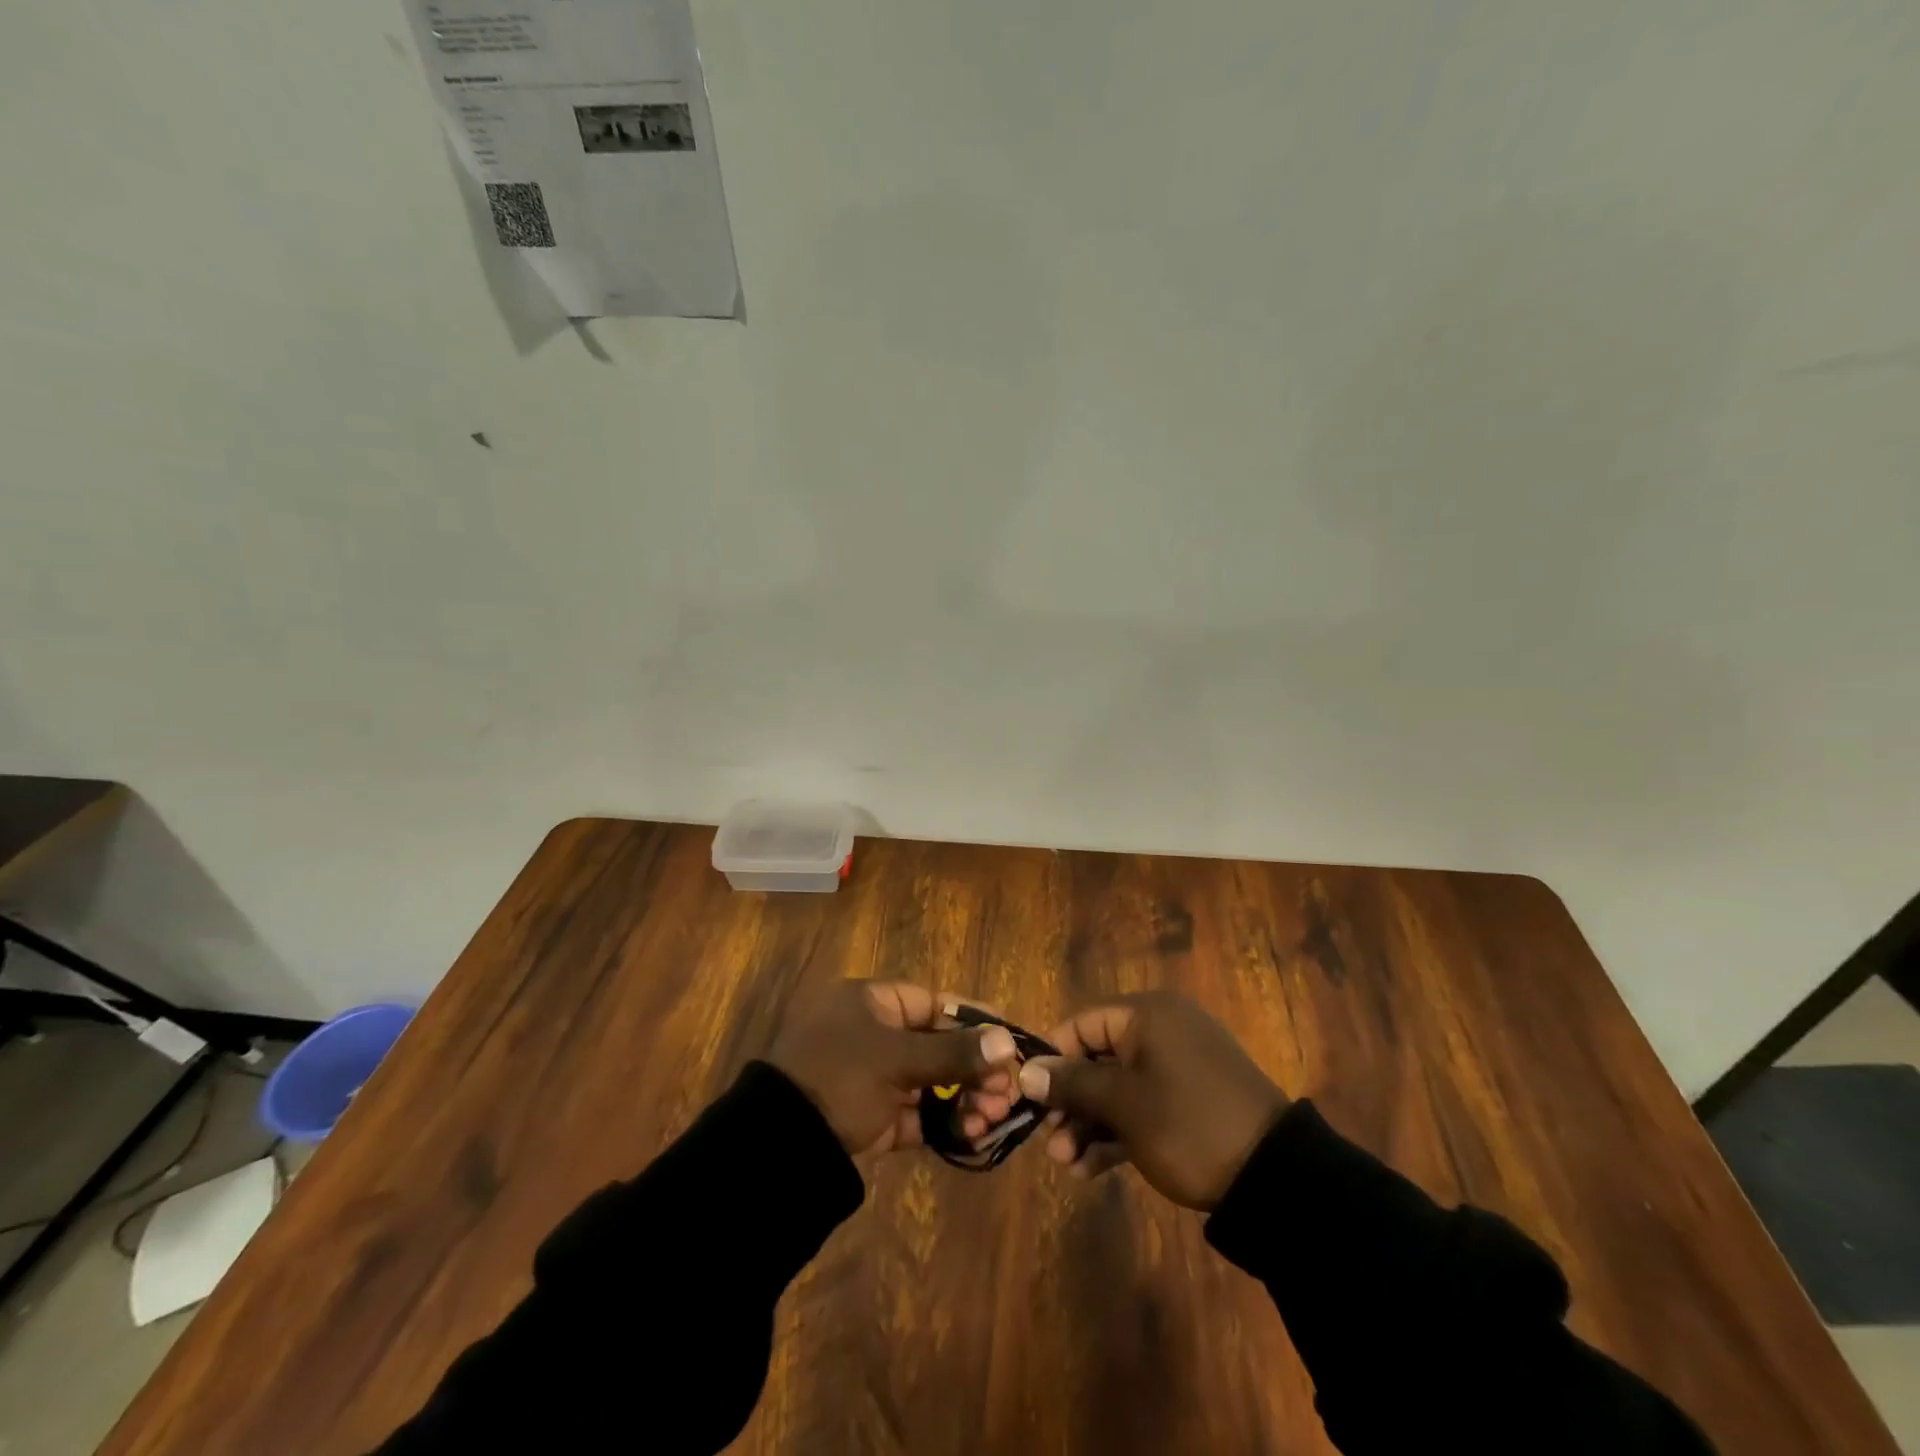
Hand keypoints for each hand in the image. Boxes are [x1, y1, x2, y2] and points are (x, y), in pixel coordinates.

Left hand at [768, 980, 1020, 1155]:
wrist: (781, 1145)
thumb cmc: (840, 1077)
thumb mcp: (897, 1059)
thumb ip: (953, 1052)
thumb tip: (1007, 1041)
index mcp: (871, 1003)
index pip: (933, 1003)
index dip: (972, 1020)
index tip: (1009, 1038)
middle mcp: (872, 1034)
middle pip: (935, 1045)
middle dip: (974, 1068)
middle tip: (1005, 1092)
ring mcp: (871, 1077)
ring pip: (929, 1082)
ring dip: (963, 1098)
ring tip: (992, 1117)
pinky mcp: (871, 1117)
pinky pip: (916, 1114)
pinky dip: (943, 1123)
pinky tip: (974, 1135)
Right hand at [1018, 990, 1288, 1209]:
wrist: (1274, 1177)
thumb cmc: (1188, 1124)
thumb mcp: (1124, 1105)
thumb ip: (1072, 1084)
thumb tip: (1025, 1071)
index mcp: (1147, 1015)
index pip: (1081, 1024)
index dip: (1053, 1060)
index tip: (1030, 1098)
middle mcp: (1161, 1031)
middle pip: (1097, 1058)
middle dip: (1070, 1103)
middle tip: (1051, 1144)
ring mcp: (1177, 1067)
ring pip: (1117, 1087)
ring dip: (1089, 1123)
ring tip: (1069, 1165)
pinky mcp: (1190, 1100)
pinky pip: (1141, 1105)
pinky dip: (1117, 1131)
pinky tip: (1092, 1168)